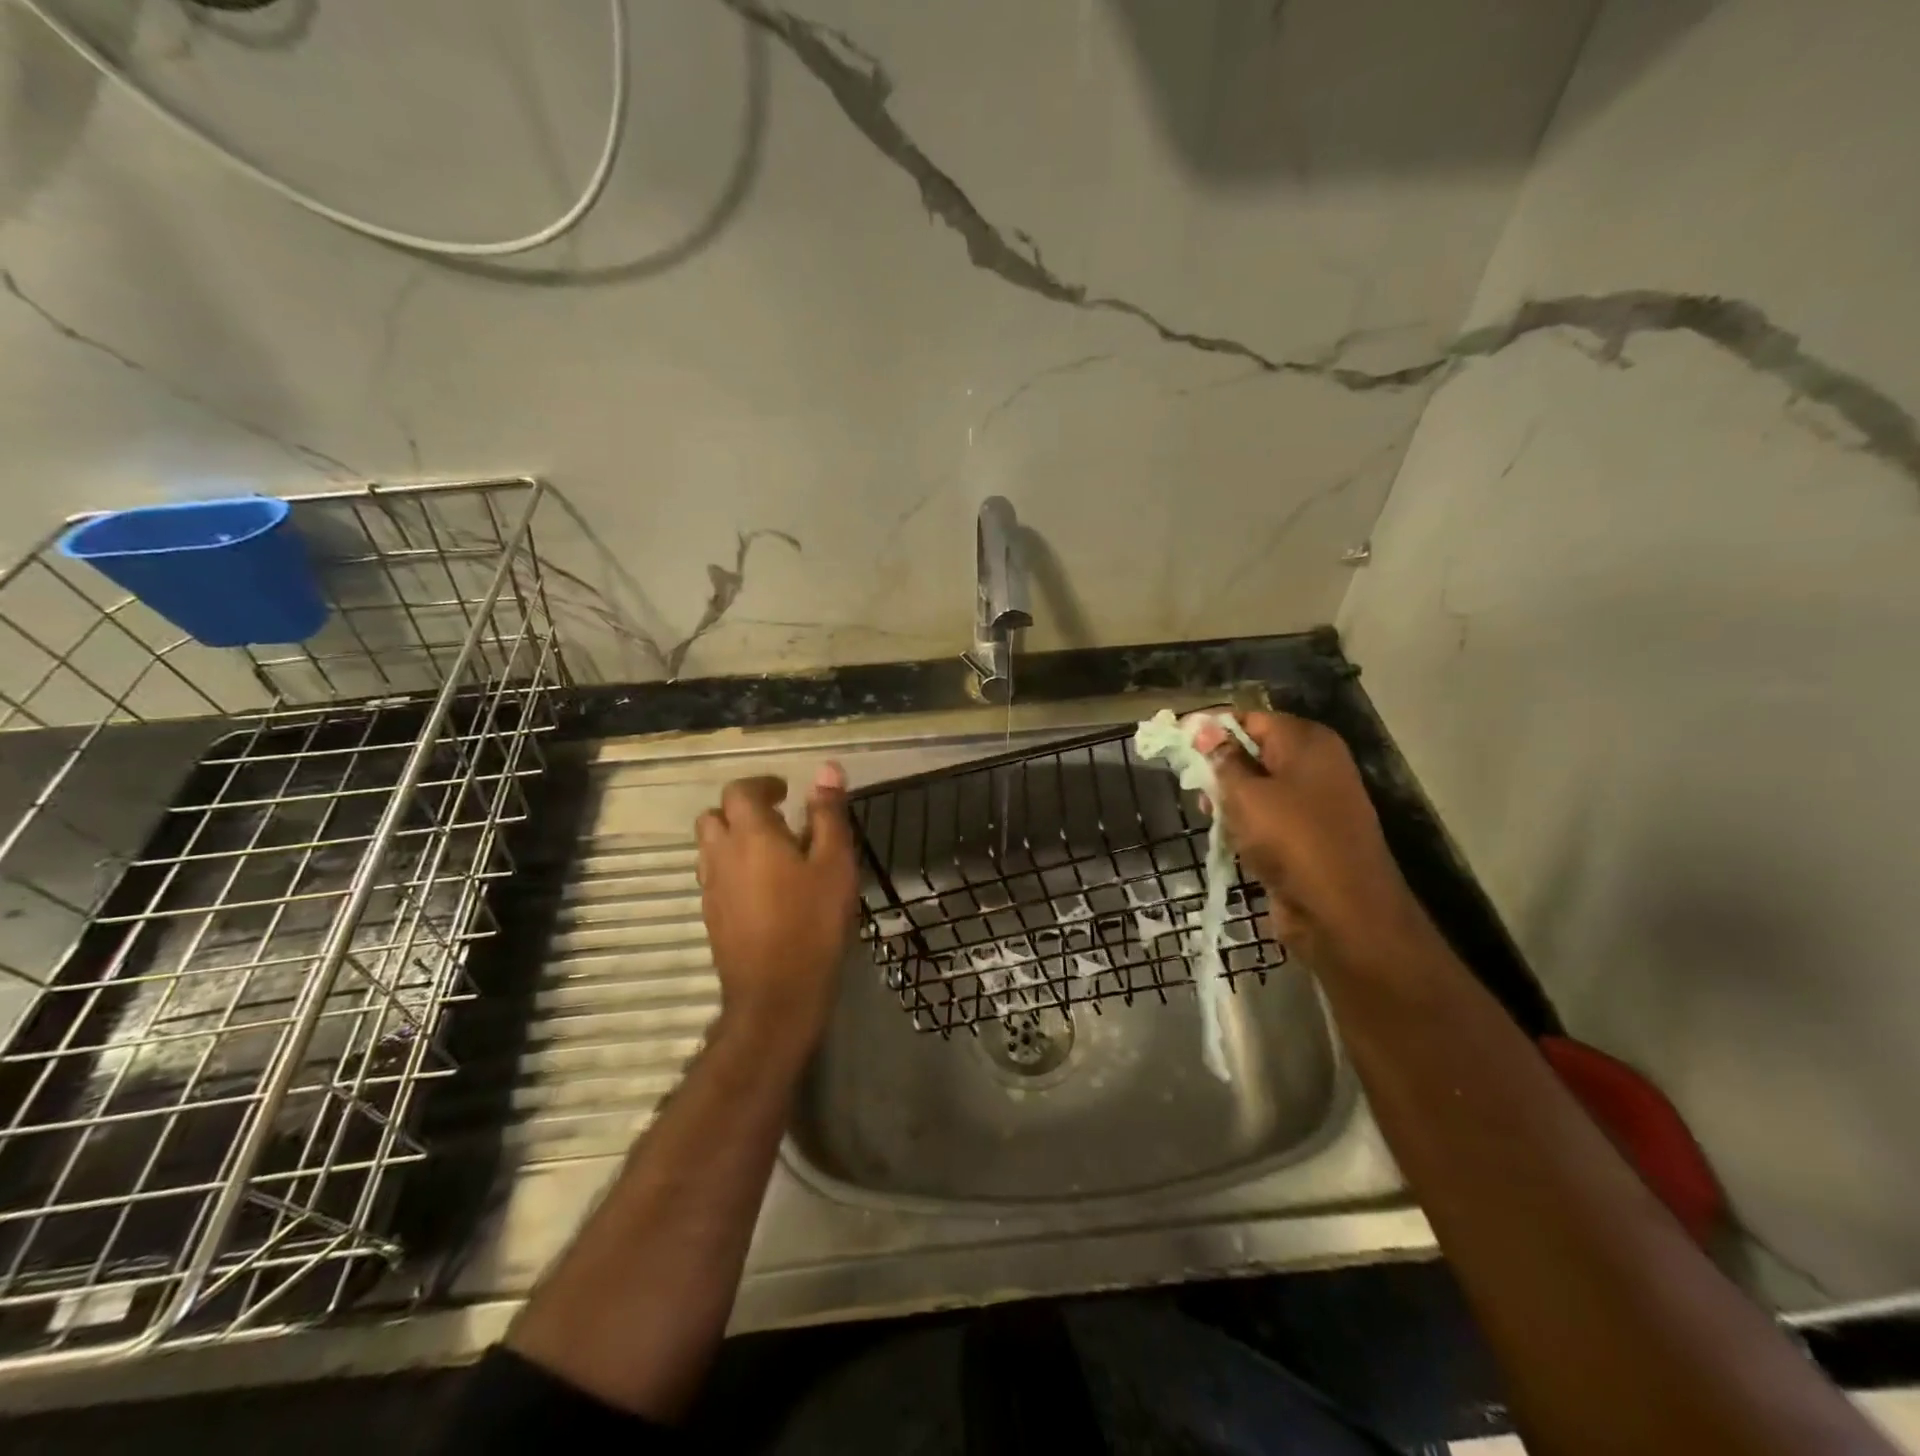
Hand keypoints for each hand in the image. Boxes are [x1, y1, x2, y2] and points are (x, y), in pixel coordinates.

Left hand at [695, 763, 858, 1053]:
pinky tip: (763, 888)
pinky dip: (733, 868)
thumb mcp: (835, 863)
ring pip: (710, 847)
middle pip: (715, 816)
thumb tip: (827, 768)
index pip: (740, 791)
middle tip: (777, 820)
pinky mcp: (711, 916)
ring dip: (734, 839)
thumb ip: (828, 814)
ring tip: (771, 853)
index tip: (786, 792)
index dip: (762, 785)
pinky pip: (715, 876)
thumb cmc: (813, 922)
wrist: (776, 994)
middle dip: (741, 810)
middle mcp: (721, 855)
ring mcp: (711, 888)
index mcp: (751, 834)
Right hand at [1191, 711, 1430, 974]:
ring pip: (1259, 786)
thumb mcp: (1246, 794)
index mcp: (1306, 742)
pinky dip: (1247, 823)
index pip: (1249, 719)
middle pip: (1254, 751)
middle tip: (1191, 784)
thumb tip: (1203, 727)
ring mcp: (1315, 801)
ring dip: (1230, 798)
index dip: (1211, 729)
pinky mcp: (1309, 835)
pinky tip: (1228, 836)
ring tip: (1208, 814)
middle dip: (1219, 766)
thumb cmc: (1291, 840)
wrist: (1343, 911)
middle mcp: (1315, 764)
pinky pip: (1270, 816)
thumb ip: (1222, 759)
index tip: (1177, 743)